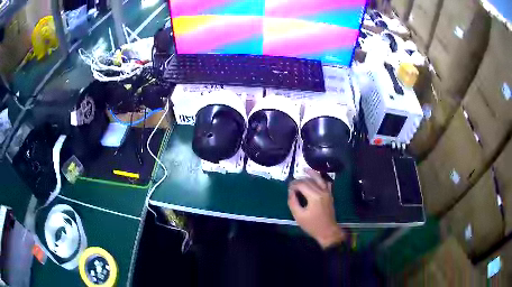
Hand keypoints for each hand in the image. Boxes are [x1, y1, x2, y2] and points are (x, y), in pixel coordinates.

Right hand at [288, 170, 345, 248]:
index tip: (288, 188)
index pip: (302, 184)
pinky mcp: (330, 195)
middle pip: (310, 181)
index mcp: (314, 196)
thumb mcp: (298, 216)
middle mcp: (322, 191)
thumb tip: (291, 192)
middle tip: (292, 183)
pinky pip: (326, 183)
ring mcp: (328, 192)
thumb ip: (293, 202)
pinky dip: (321, 179)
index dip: (294, 184)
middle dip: (300, 180)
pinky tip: (317, 179)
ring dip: (312, 174)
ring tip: (305, 170)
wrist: (327, 231)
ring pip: (319, 179)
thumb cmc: (312, 225)